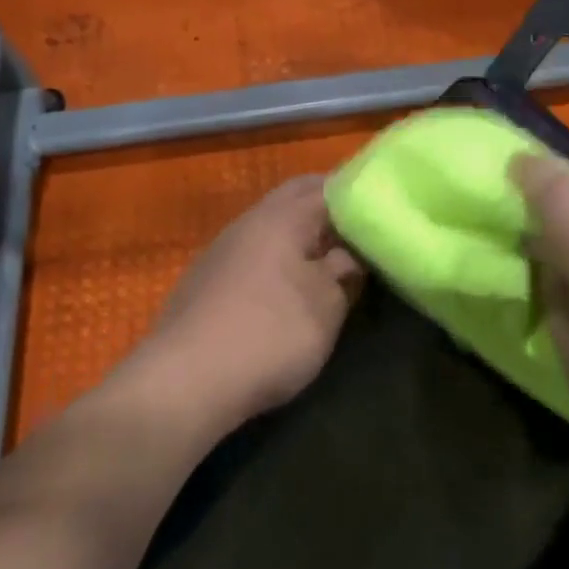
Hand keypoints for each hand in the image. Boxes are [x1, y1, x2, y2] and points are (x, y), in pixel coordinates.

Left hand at [128, 176, 364, 436]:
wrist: (186, 381)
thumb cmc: (271, 335)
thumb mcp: (325, 306)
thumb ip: (342, 272)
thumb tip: (348, 255)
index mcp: (282, 218)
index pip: (326, 187)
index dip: (357, 195)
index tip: (382, 211)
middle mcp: (247, 223)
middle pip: (293, 199)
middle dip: (326, 209)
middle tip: (360, 232)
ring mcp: (220, 251)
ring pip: (269, 226)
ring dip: (299, 235)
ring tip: (330, 259)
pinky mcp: (205, 281)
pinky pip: (251, 253)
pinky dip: (276, 258)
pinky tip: (287, 285)